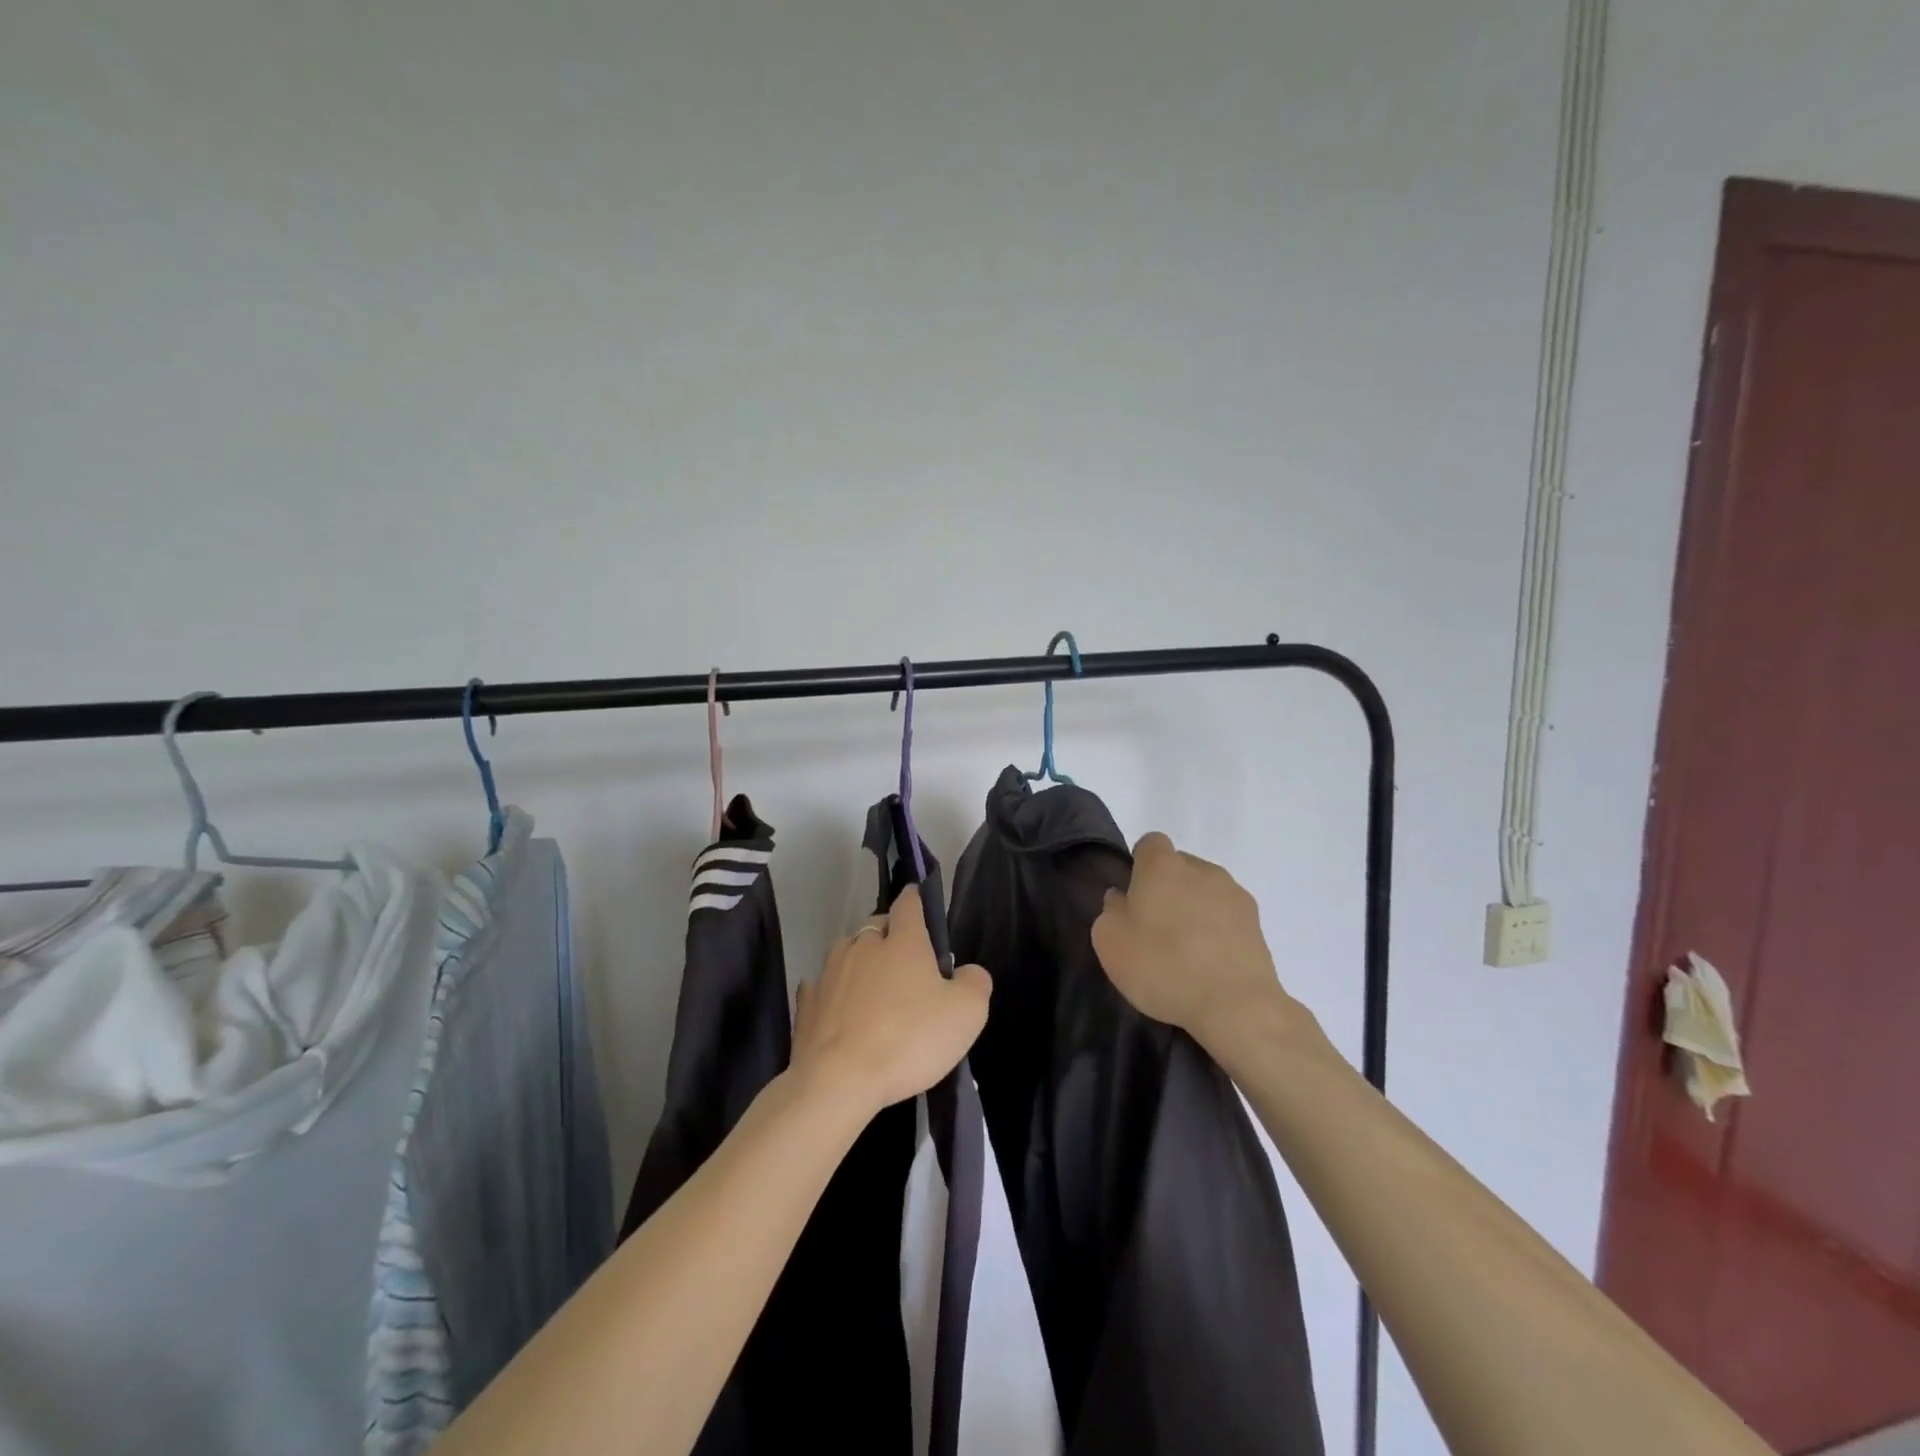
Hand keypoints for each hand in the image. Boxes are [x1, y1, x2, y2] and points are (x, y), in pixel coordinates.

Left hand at [792, 885, 992, 1117]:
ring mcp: (829, 974)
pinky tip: (838, 1007)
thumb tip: (967, 971)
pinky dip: (831, 991)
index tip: (918, 898)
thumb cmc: (909, 1039)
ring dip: (859, 960)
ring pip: (846, 952)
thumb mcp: (966, 1014)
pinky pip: (821, 987)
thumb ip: (975, 983)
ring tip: (872, 985)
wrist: (839, 1080)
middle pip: (875, 927)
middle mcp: (862, 946)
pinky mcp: (807, 1005)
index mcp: (902, 942)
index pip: (908, 904)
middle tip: (906, 961)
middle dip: (889, 935)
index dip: (915, 899)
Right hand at [1091, 832, 1291, 1048]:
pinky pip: (1227, 917)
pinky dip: (1217, 932)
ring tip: (1186, 951)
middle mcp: (1202, 869)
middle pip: (1180, 867)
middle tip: (1155, 927)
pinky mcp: (1257, 924)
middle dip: (1168, 889)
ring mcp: (1234, 895)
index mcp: (1163, 866)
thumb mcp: (1110, 942)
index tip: (1134, 896)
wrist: (1236, 1005)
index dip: (1140, 865)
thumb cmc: (1163, 965)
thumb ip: (1111, 911)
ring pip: (1206, 891)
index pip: (1150, 843)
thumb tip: (1122, 898)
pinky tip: (1209, 964)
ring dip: (1195, 910)